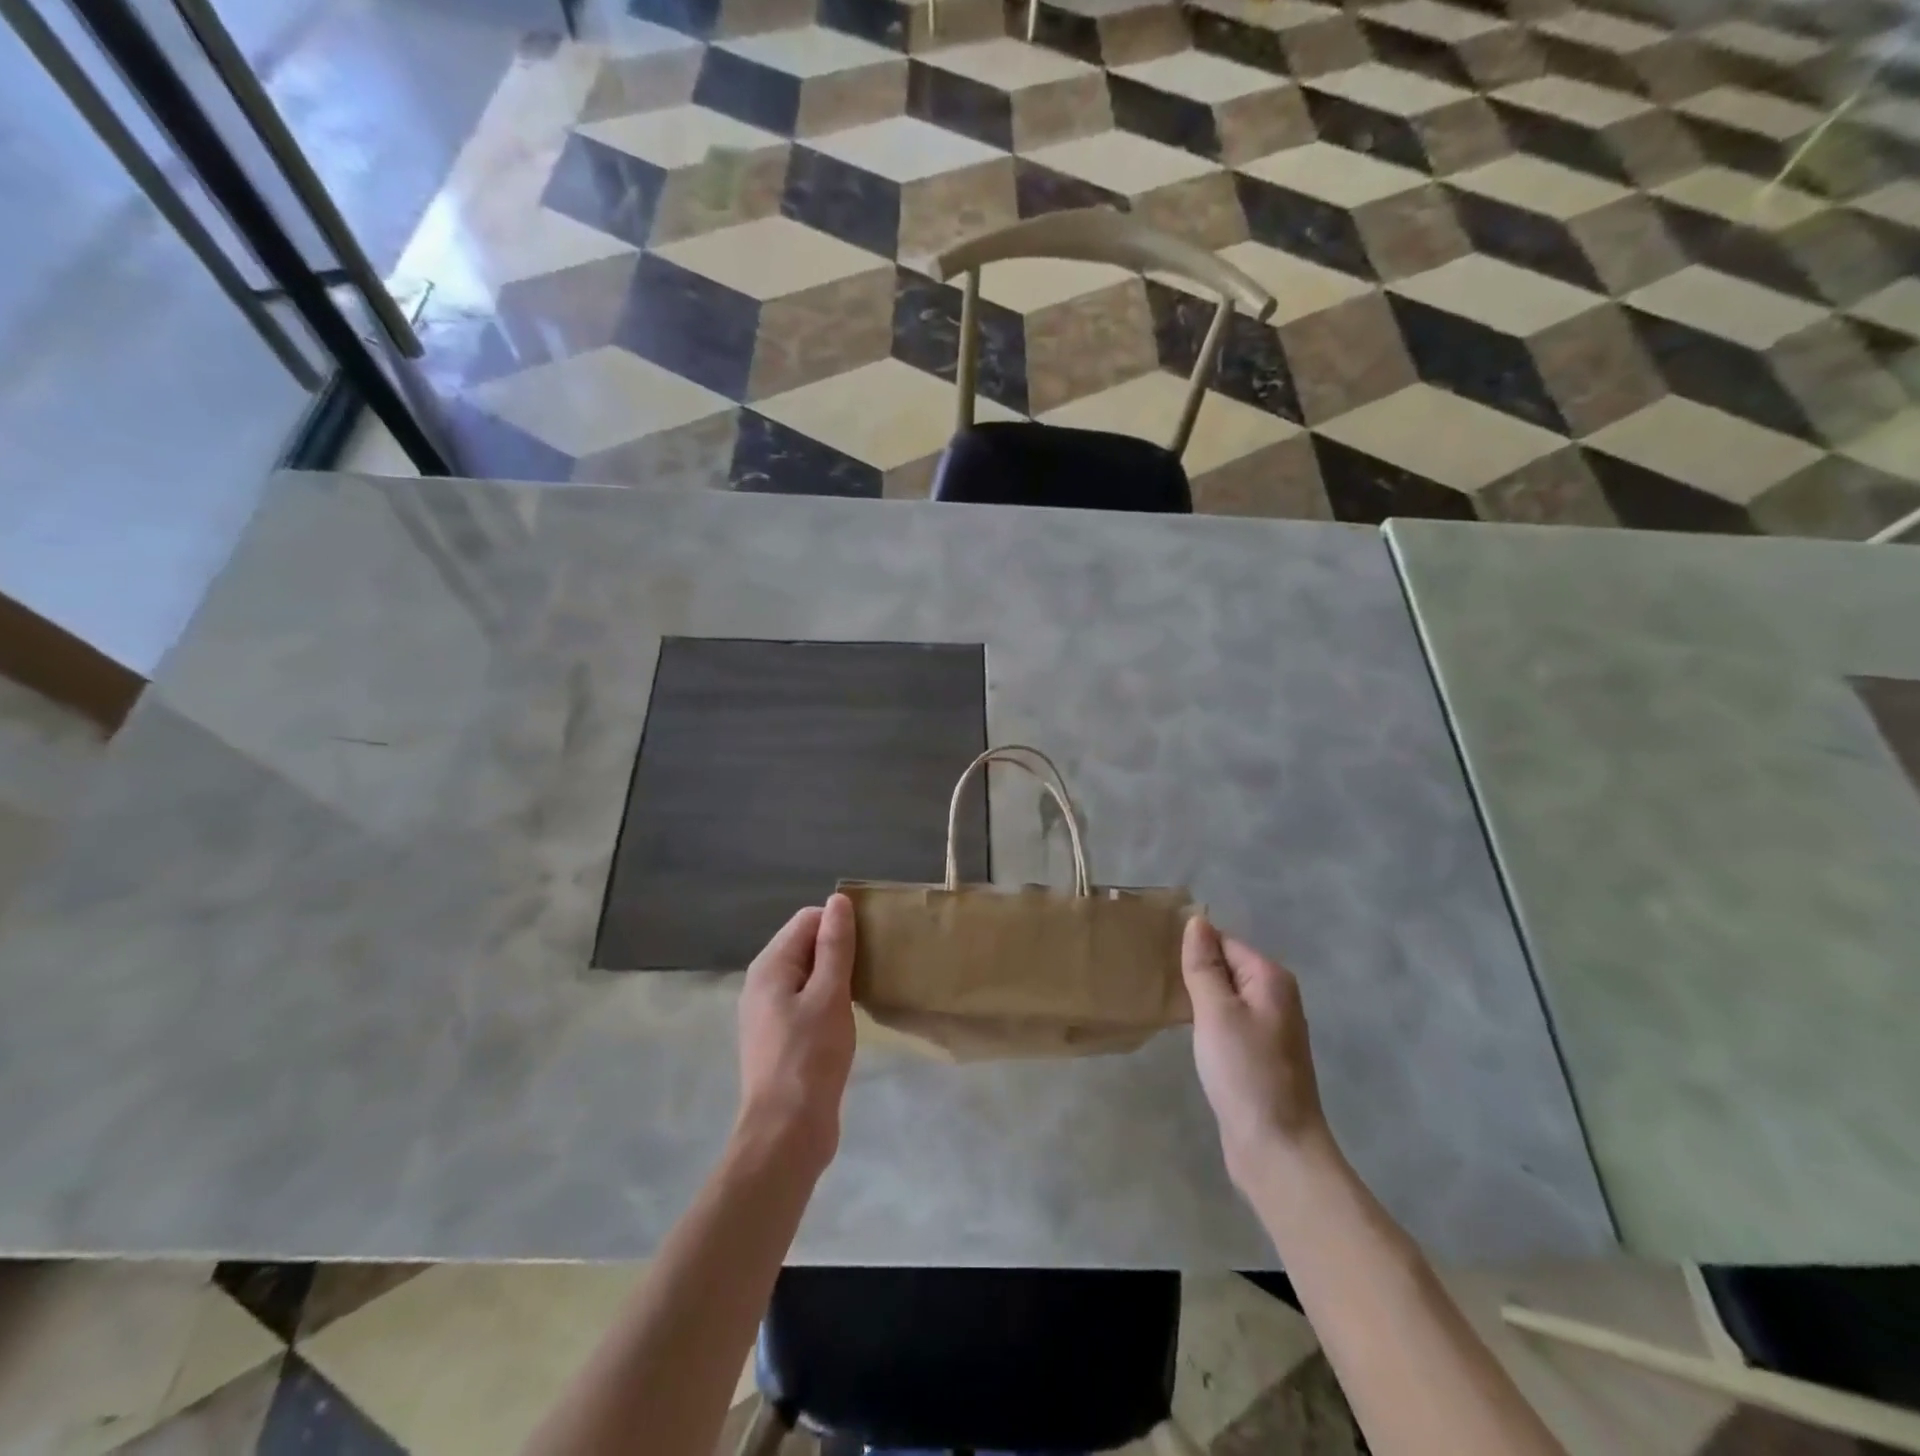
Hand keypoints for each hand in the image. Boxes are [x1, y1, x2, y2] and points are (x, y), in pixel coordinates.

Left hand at [735, 894, 856, 1179]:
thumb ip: (834, 946)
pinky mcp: (783, 1039)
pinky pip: (809, 1002)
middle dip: (840, 948)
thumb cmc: (810, 1058)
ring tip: (870, 985)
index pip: (807, 920)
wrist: (786, 1134)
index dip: (839, 923)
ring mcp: (770, 1014)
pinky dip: (831, 1000)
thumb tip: (838, 901)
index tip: (872, 940)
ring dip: (838, 976)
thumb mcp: (829, 995)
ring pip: (809, 976)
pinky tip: (853, 1014)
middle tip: (876, 963)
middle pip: (806, 946)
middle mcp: (763, 984)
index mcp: (770, 967)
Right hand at [1182, 916, 1331, 1190]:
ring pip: (1226, 995)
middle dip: (1195, 970)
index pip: (1224, 941)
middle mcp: (1276, 997)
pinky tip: (1186, 1031)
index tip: (1156, 956)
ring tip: (1163, 1000)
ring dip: (1199, 997)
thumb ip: (1204, 965)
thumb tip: (1197, 921)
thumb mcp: (1216, 1011)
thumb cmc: (1245, 1072)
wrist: (1276, 1149)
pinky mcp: (1259, 1055)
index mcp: (1271, 979)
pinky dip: (1207, 1021)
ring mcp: (1270, 1029)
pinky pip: (1228, 1021)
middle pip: (1227, 966)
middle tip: (1154, 977)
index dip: (1193, 948)